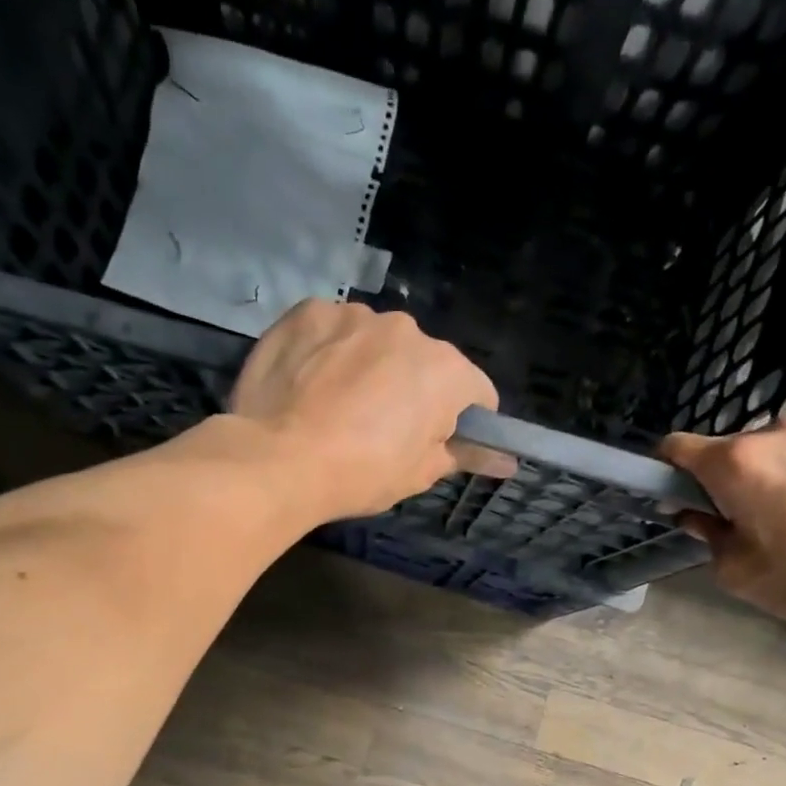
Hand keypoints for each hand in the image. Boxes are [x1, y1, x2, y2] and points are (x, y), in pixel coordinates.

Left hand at [229, 300, 511, 520]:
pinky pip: (331, 330)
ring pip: (375, 342)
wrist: (278, 460)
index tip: (438, 442)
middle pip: (424, 362)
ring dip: (368, 365)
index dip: (463, 422)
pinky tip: (308, 384)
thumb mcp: (419, 474)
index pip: (476, 393)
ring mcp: (355, 315)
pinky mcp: (309, 311)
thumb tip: (507, 460)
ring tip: (336, 407)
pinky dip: (327, 351)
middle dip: (412, 390)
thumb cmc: (361, 473)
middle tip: (380, 431)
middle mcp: (408, 330)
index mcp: (446, 371)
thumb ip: (465, 455)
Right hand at [658, 411, 785, 635]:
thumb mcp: (738, 573)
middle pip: (737, 448)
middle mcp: (777, 428)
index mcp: (736, 464)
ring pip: (785, 441)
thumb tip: (694, 514)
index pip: (678, 446)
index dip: (671, 468)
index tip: (682, 492)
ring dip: (784, 465)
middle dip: (738, 476)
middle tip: (760, 516)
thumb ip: (706, 535)